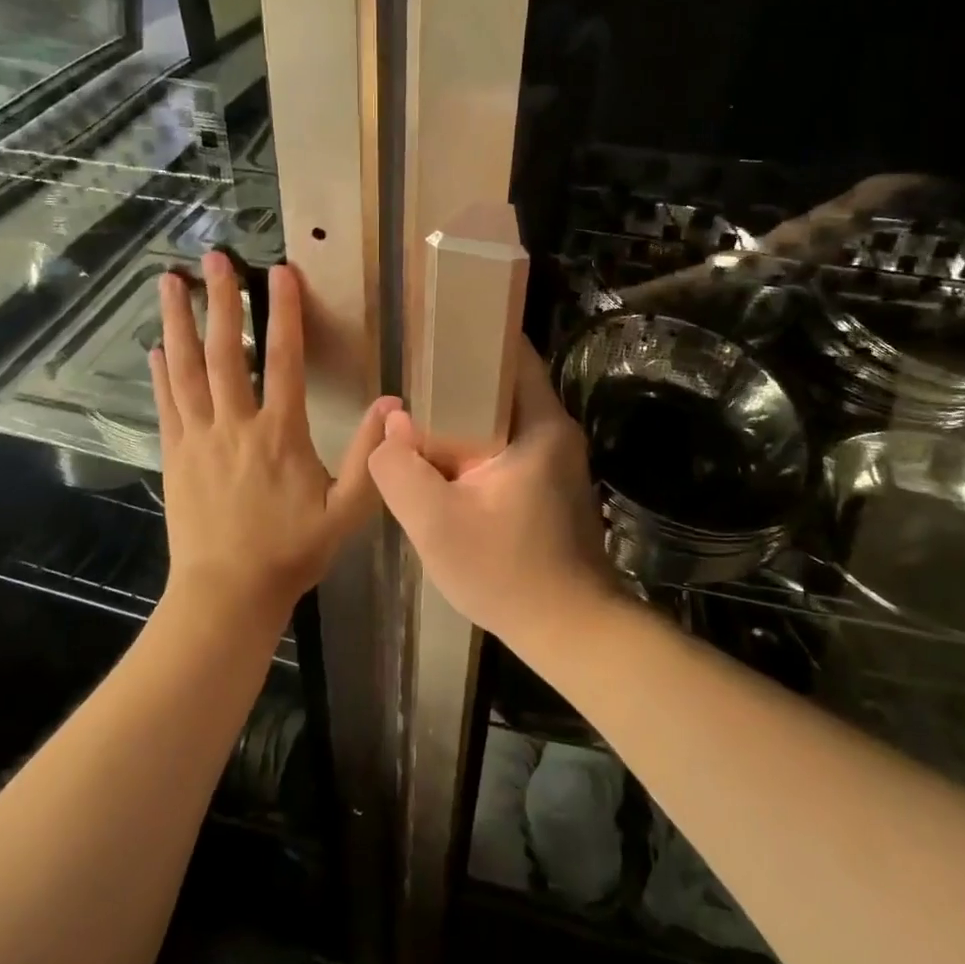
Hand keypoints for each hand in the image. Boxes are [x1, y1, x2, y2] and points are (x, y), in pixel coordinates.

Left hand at [152, 253, 396, 631]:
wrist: (226, 594)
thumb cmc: (291, 552)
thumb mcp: (346, 511)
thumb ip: (368, 457)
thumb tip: (393, 406)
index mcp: (280, 434)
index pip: (284, 360)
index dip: (284, 313)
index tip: (279, 272)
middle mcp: (236, 425)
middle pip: (226, 352)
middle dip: (220, 301)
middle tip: (213, 258)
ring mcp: (199, 438)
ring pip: (186, 369)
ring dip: (178, 322)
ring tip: (167, 282)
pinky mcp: (175, 455)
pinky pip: (167, 404)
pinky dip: (161, 372)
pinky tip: (156, 347)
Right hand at [367, 347, 617, 645]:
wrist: (572, 632)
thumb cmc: (508, 574)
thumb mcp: (436, 524)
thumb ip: (401, 470)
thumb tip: (392, 428)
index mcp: (540, 424)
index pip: (510, 352)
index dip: (471, 335)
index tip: (429, 332)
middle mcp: (555, 431)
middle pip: (502, 384)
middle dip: (456, 379)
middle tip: (408, 380)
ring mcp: (556, 459)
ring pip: (501, 418)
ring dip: (462, 417)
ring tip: (416, 419)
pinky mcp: (550, 484)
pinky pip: (506, 446)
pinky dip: (475, 445)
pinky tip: (442, 462)